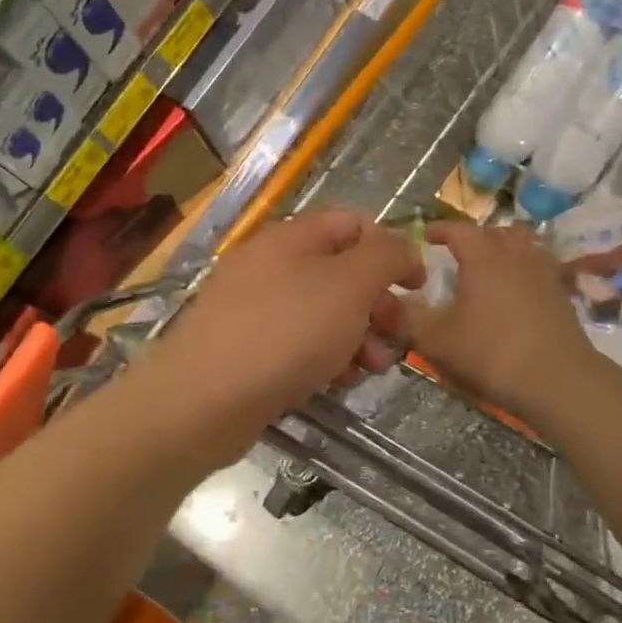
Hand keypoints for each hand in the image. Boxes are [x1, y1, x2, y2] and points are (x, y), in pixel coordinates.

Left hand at [149, 209, 423, 457]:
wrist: (204, 399)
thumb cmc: (286, 332)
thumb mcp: (349, 285)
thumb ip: (386, 257)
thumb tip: (404, 248)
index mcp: (292, 237)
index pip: (353, 224)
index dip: (390, 249)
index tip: (416, 287)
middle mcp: (270, 265)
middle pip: (340, 272)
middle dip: (376, 304)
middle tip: (396, 336)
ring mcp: (254, 308)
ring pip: (323, 313)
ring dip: (356, 337)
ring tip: (368, 369)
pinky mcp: (246, 348)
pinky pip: (297, 343)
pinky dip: (323, 358)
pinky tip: (333, 383)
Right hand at [403, 222, 601, 422]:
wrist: (559, 381)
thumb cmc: (491, 353)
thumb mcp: (436, 340)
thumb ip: (405, 319)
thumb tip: (380, 303)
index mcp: (483, 256)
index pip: (457, 229)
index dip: (437, 230)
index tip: (422, 237)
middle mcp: (515, 254)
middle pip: (492, 232)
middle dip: (470, 238)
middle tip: (452, 254)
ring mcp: (543, 272)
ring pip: (520, 245)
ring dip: (501, 249)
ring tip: (486, 268)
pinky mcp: (560, 294)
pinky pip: (537, 267)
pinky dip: (522, 270)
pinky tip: (513, 293)